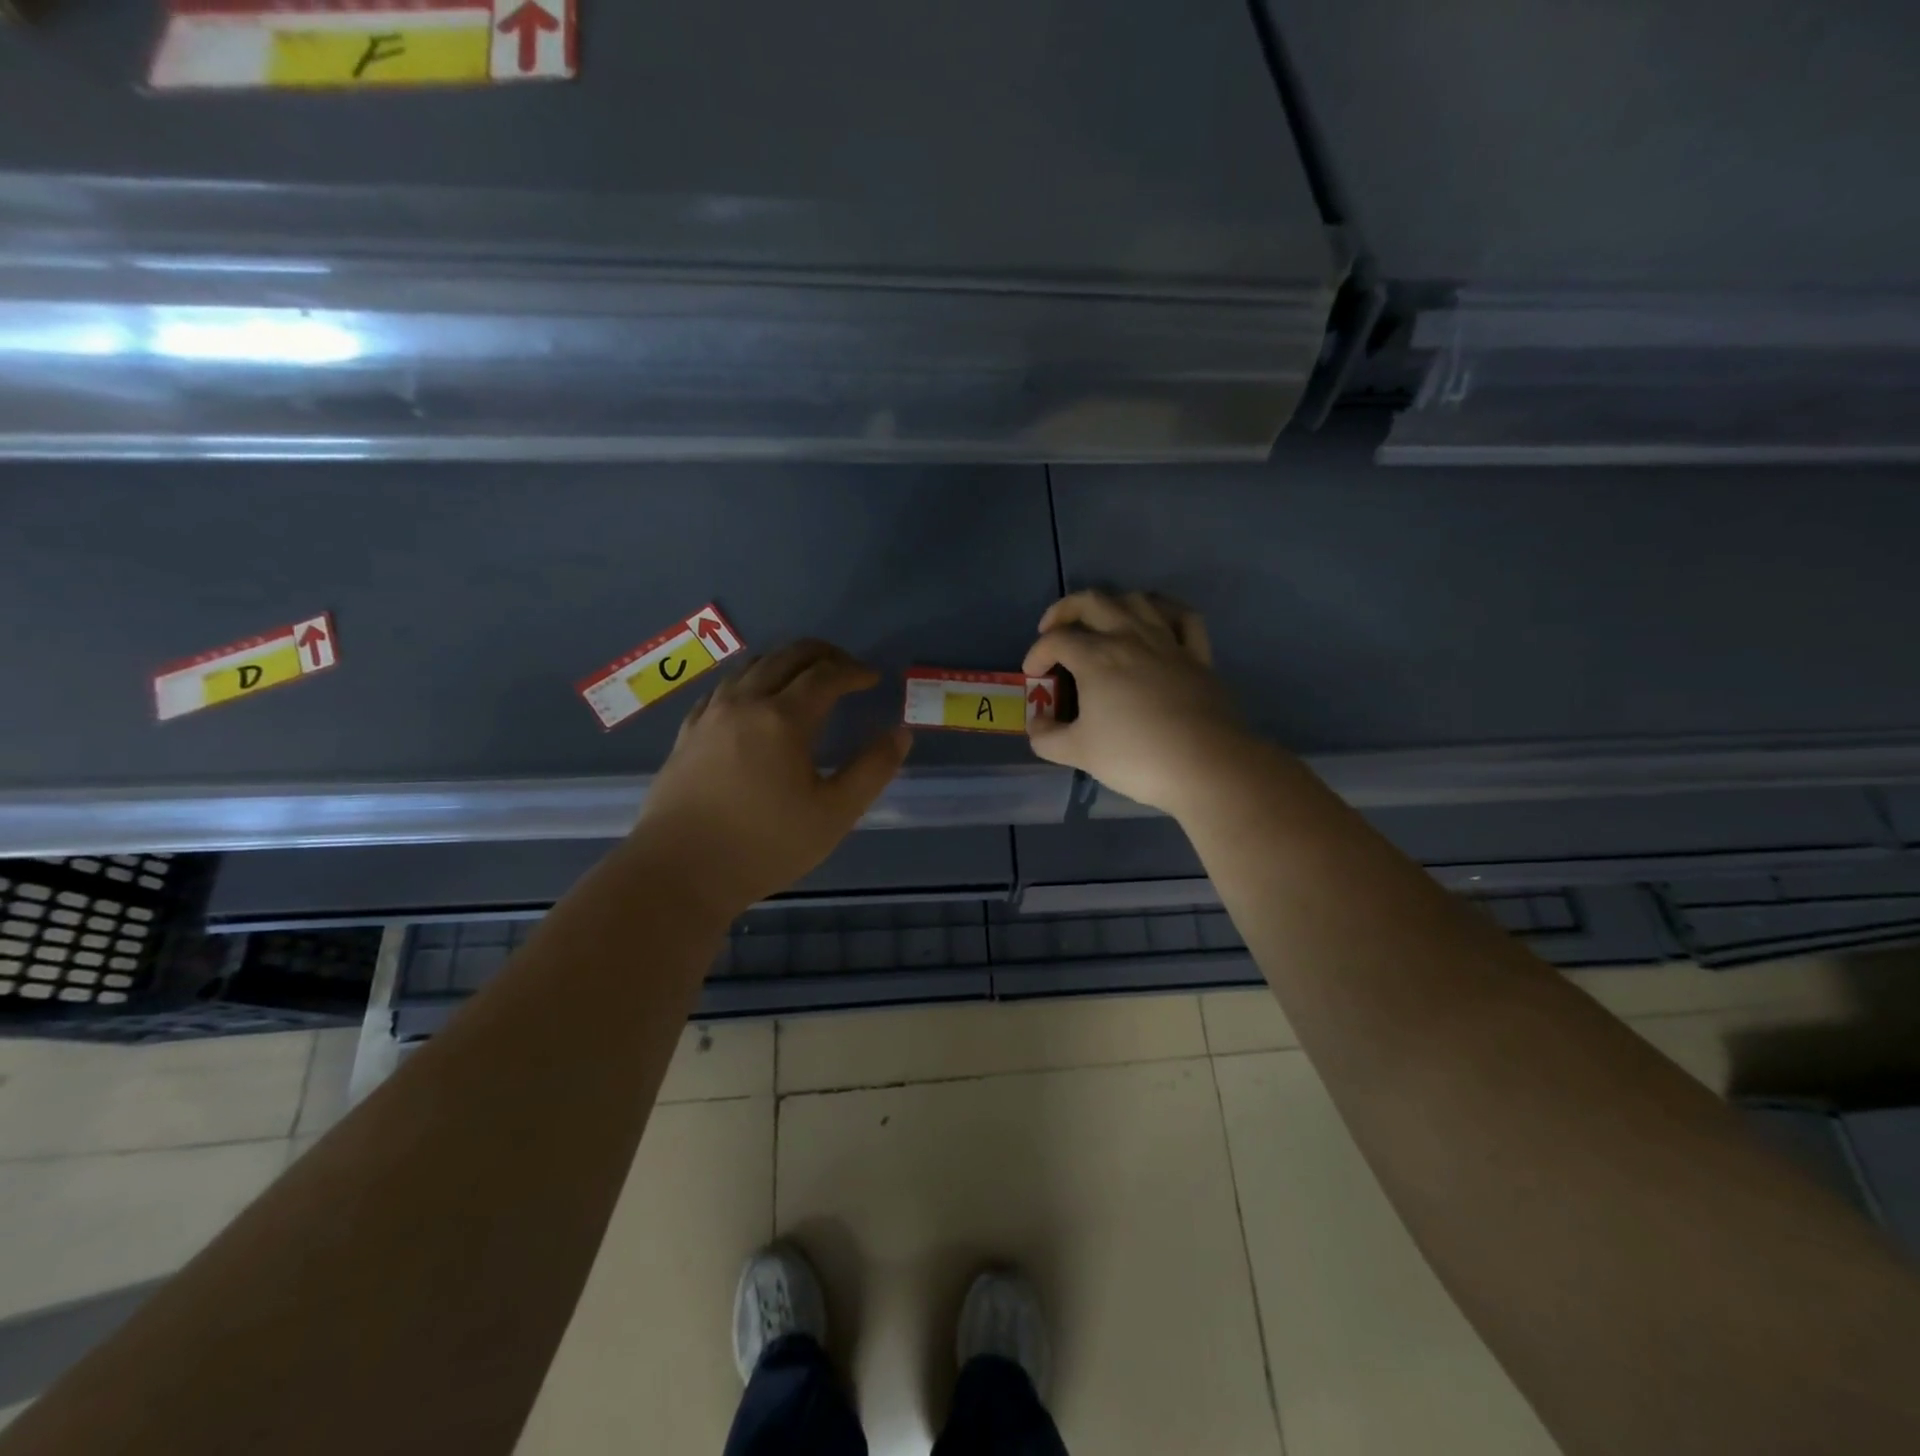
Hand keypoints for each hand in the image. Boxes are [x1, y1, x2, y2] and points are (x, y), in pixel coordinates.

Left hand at [635, 640, 912, 916]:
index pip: (826, 675)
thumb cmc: (764, 845)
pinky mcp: (689, 731)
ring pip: (753, 666)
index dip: (854, 672)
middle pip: (788, 656)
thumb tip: (900, 733)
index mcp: (784, 718)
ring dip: (787, 663)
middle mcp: (745, 702)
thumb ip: (872, 770)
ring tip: (807, 680)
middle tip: (847, 670)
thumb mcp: (834, 815)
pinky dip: (752, 680)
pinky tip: (756, 701)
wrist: (678, 872)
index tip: (873, 679)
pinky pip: (725, 687)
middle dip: (824, 655)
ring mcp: (711, 714)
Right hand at [1023, 590, 1254, 816]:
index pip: (1056, 641)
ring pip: (1136, 600)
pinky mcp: (1197, 654)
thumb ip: (1047, 736)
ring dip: (1111, 604)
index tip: (1033, 676)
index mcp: (1096, 657)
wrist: (1205, 765)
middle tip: (1053, 630)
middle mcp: (1130, 637)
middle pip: (1092, 602)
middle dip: (1064, 610)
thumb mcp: (1079, 752)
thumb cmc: (1135, 756)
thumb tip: (1036, 721)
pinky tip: (1154, 620)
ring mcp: (1167, 642)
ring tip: (1100, 623)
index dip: (1037, 654)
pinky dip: (1163, 610)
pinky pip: (1182, 616)